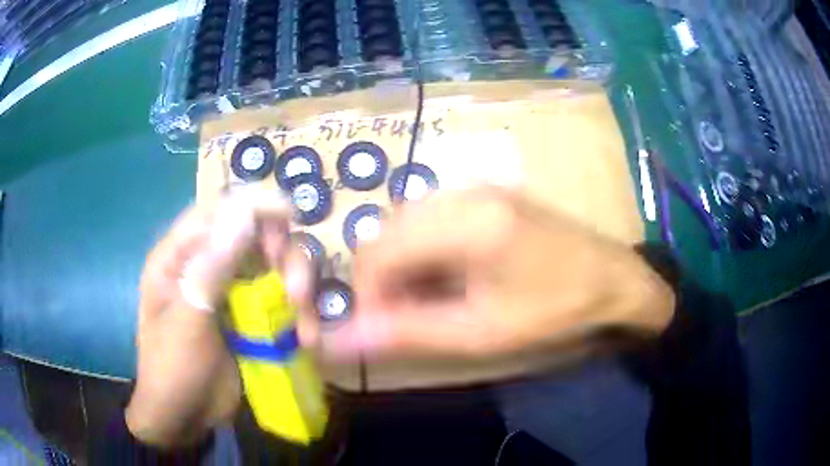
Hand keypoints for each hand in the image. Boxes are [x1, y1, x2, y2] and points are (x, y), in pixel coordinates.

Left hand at [126, 190, 312, 446]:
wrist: (184, 419)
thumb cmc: (172, 369)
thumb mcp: (187, 321)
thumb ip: (211, 268)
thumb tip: (243, 212)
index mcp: (179, 256)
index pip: (217, 210)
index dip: (253, 204)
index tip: (289, 215)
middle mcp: (208, 265)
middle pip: (254, 232)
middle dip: (281, 251)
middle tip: (294, 287)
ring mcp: (232, 291)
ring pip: (274, 264)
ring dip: (296, 283)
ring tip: (303, 318)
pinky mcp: (251, 316)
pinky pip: (282, 299)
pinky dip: (300, 313)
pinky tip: (306, 337)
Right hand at [307, 187, 674, 386]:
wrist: (613, 279)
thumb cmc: (556, 310)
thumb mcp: (482, 332)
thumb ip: (409, 331)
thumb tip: (341, 338)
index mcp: (468, 221)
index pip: (378, 251)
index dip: (366, 294)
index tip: (382, 329)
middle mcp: (465, 190)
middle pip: (386, 230)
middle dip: (381, 278)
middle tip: (405, 316)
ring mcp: (477, 187)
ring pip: (404, 222)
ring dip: (401, 263)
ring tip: (426, 298)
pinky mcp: (486, 193)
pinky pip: (429, 217)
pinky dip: (422, 249)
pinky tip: (447, 274)